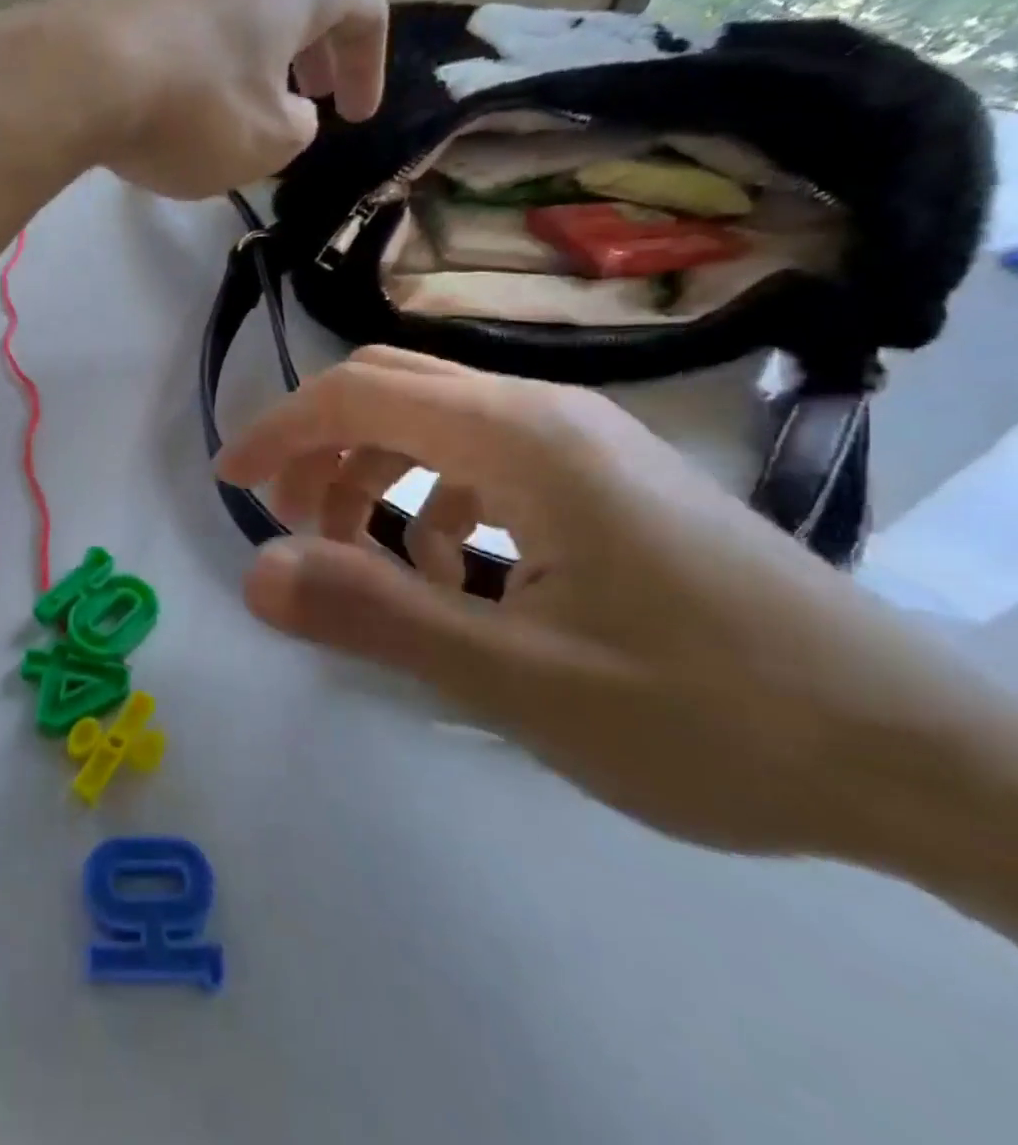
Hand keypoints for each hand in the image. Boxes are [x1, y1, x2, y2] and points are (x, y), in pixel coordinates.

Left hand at [0, 0, 388, 199]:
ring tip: (250, 101)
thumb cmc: (194, 111)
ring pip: (243, 8)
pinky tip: (185, 97)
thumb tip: (293, 112)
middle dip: (315, 52)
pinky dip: (207, 58)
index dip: (369, 67)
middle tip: (314, 97)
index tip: (357, 116)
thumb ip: (298, 127)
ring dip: (259, 54)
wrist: (78, 76)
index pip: (362, 11)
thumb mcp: (269, 141)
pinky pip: (191, 24)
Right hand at [217, 347, 1017, 877]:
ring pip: (432, 422)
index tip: (229, 481)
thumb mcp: (518, 680)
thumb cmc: (709, 717)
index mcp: (523, 439)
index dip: (280, 428)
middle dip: (318, 444)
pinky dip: (430, 500)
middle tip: (287, 520)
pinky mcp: (603, 481)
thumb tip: (255, 571)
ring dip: (370, 472)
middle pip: (392, 386)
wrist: (915, 758)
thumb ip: (374, 617)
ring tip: (359, 555)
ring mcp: (582, 444)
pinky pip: (480, 460)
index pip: (361, 392)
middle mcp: (548, 415)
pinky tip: (449, 573)